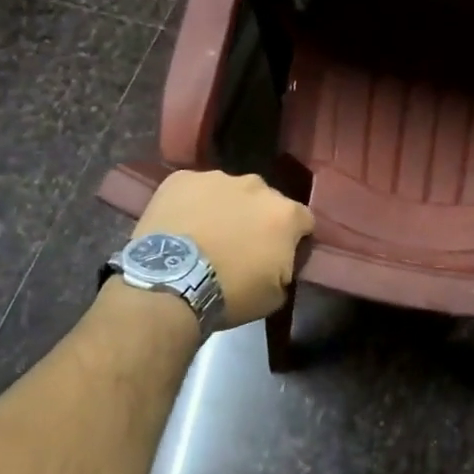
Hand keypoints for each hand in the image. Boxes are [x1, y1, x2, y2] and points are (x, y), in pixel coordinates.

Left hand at [135, 170, 313, 327]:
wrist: (170, 283)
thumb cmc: (230, 293)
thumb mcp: (275, 295)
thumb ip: (286, 268)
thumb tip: (279, 261)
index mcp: (285, 213)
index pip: (303, 220)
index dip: (294, 238)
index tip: (280, 256)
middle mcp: (256, 186)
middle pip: (265, 200)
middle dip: (258, 218)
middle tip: (240, 246)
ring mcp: (217, 178)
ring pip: (229, 191)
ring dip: (225, 208)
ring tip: (206, 235)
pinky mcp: (181, 178)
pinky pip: (194, 189)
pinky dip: (192, 204)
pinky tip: (181, 227)